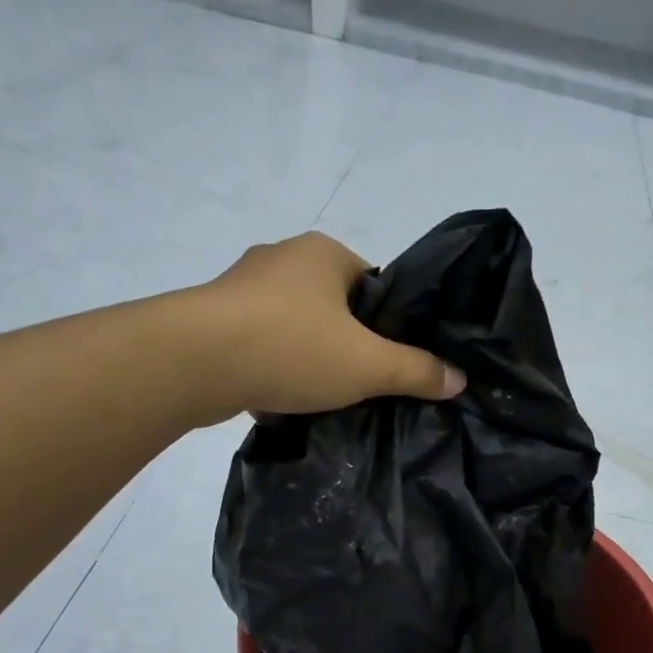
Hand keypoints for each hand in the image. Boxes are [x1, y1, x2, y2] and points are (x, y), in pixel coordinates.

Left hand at [194, 233, 464, 417]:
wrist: (193, 362)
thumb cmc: (292, 347)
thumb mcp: (369, 365)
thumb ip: (416, 371)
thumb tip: (458, 379)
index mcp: (323, 253)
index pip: (374, 285)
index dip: (389, 324)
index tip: (392, 361)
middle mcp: (281, 259)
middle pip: (334, 307)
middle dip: (348, 345)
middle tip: (362, 384)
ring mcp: (241, 288)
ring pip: (294, 328)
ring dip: (308, 359)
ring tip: (321, 397)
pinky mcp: (212, 320)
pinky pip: (260, 346)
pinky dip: (273, 369)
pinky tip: (281, 400)